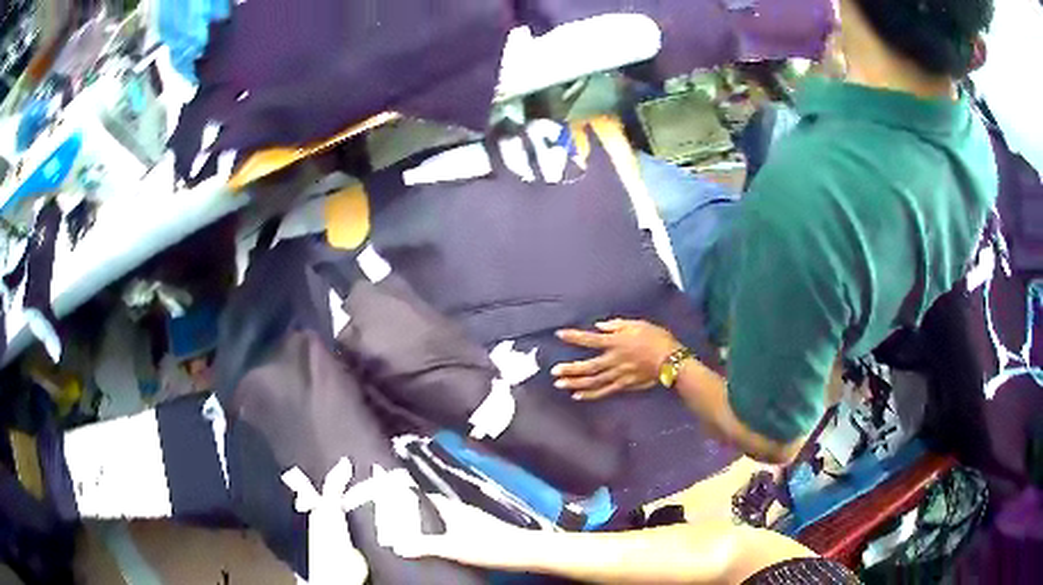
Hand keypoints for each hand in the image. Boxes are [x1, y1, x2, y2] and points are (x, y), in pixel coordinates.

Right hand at [391, 496, 527, 566]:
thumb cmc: (489, 546)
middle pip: (436, 506)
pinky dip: (446, 529)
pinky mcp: (484, 530)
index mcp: (454, 509)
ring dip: (433, 520)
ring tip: (416, 531)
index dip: (411, 497)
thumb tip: (399, 545)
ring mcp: (476, 519)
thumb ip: (427, 546)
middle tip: (400, 519)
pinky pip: (457, 525)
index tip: (393, 501)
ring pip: (447, 516)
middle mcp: (464, 510)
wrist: (525, 551)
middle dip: (419, 510)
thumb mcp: (454, 548)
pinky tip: (443, 541)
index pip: (427, 497)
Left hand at [552, 319, 681, 400]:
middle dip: (570, 369)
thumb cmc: (656, 338)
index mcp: (616, 343)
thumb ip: (616, 326)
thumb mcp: (637, 324)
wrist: (671, 360)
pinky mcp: (624, 385)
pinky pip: (604, 391)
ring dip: (575, 383)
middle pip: (588, 367)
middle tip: (554, 372)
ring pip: (593, 382)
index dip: (574, 337)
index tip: (559, 334)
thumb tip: (599, 326)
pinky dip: (590, 395)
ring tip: (560, 384)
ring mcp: (618, 375)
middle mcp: (614, 360)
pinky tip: (578, 396)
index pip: (590, 340)